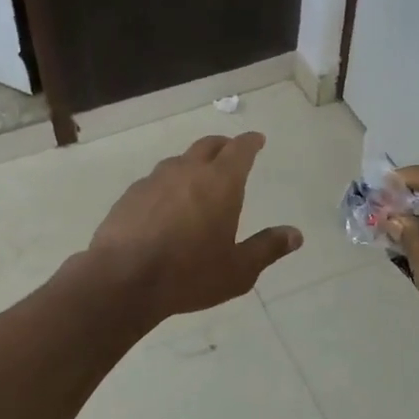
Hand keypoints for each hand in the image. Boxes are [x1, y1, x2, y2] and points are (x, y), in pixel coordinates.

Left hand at [88, 133, 301, 322]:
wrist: (122, 278)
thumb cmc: (189, 274)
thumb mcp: (238, 270)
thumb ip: (267, 248)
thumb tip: (296, 234)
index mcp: (221, 183)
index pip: (240, 150)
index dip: (250, 142)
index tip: (257, 140)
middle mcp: (188, 171)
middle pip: (208, 145)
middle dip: (224, 145)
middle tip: (231, 151)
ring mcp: (155, 180)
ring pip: (179, 161)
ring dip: (193, 164)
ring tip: (198, 179)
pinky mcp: (130, 195)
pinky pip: (155, 181)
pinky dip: (168, 184)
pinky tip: (166, 204)